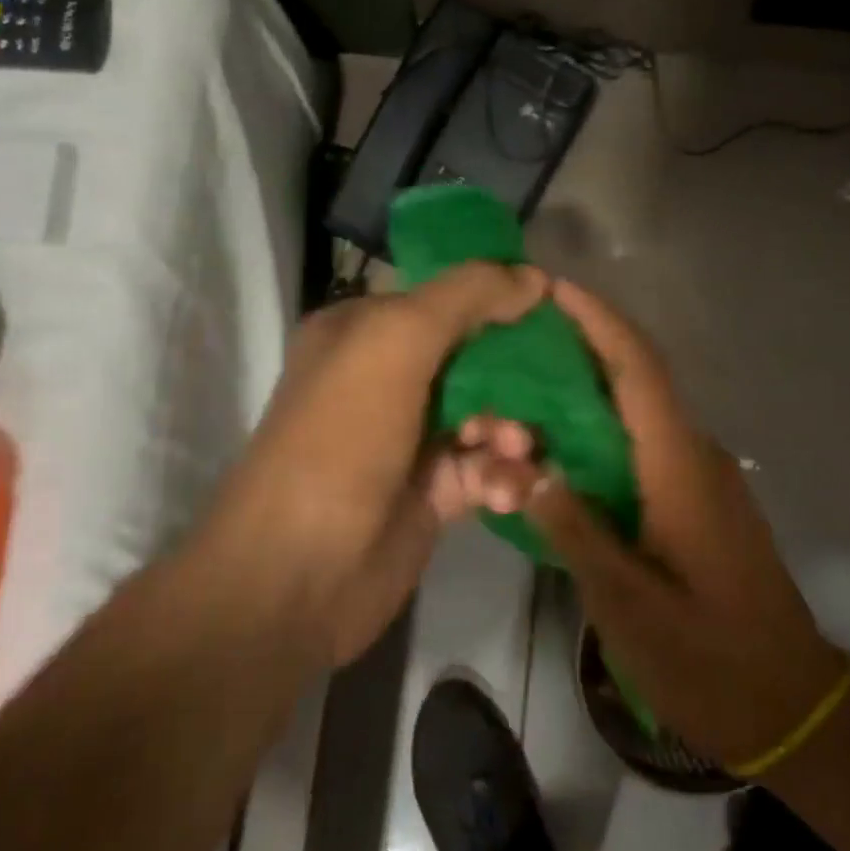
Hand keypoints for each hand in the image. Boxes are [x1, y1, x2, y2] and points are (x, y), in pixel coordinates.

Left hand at [206, 263, 548, 666]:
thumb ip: (466, 296)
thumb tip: (534, 276)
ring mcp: (411, 437)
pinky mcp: (435, 491)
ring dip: (513, 429)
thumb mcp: (395, 342)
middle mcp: (386, 378)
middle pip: (476, 356)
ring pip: (490, 414)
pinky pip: (488, 467)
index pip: (446, 297)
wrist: (297, 574)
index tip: (553, 307)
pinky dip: (503, 475)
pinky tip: (505, 492)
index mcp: (364, 331)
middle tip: (545, 392)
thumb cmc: (340, 439)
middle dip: (516, 375)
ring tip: (513, 450)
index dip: (500, 298)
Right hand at [522, 280, 849, 769]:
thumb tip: (523, 468)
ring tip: (523, 387)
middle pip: (636, 379)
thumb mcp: (627, 603)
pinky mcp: (697, 502)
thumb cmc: (709, 657)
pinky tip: (559, 450)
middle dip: (581, 347)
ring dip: (587, 391)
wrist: (791, 706)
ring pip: (638, 413)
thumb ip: (573, 529)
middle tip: (515, 338)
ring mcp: (700, 478)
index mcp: (679, 466)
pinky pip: (642, 445)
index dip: (598, 321)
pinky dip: (600, 431)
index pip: (639, 369)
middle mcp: (694, 455)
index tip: (553, 288)